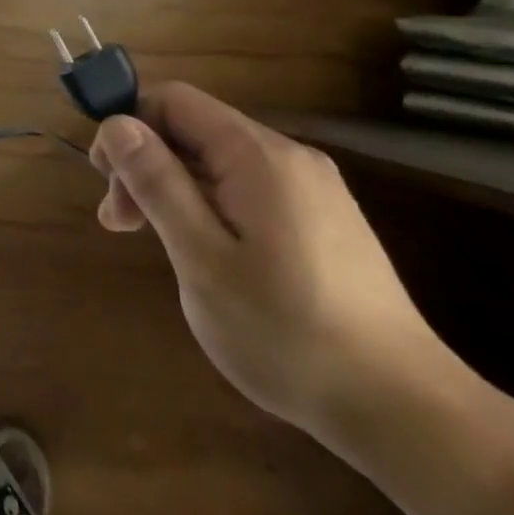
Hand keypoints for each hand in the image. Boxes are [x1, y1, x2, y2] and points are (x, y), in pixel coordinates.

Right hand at [90, 83, 452, 442]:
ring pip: (216, 162)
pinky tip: (203, 255)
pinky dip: (207, 207)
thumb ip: (157, 183)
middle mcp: (288, 158)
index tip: (106, 180)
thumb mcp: (202, 258)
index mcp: (258, 156)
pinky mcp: (321, 221)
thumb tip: (115, 123)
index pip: (173, 101)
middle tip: (120, 223)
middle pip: (193, 130)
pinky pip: (245, 189)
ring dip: (171, 188)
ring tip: (151, 242)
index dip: (128, 126)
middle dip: (145, 164)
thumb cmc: (288, 333)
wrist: (407, 413)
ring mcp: (311, 190)